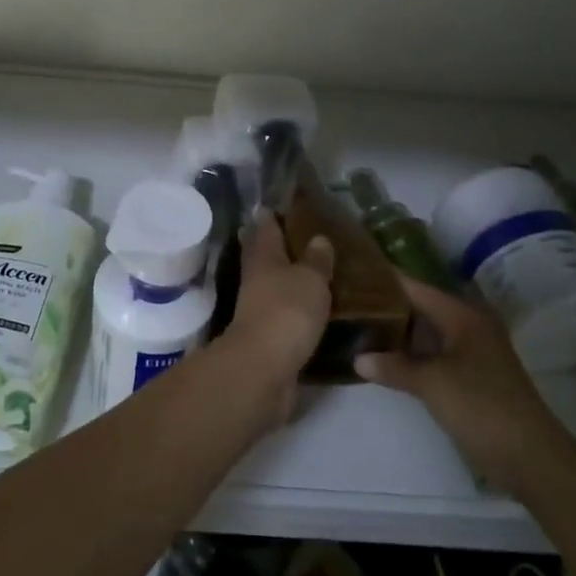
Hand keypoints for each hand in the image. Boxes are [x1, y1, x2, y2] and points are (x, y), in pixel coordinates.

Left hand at [217, 215, 332, 424]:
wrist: (264, 370)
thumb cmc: (286, 312)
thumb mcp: (310, 279)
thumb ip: (316, 260)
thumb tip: (318, 238)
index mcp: (264, 257)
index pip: (265, 227)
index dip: (272, 215)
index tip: (281, 205)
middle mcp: (257, 280)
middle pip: (265, 256)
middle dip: (279, 246)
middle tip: (305, 237)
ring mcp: (260, 310)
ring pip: (275, 286)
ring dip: (290, 280)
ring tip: (318, 273)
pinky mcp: (270, 338)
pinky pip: (286, 315)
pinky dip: (297, 310)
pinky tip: (316, 310)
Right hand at [355, 278, 567, 492]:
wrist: (532, 458)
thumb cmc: (481, 407)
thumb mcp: (432, 383)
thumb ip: (394, 366)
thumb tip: (358, 358)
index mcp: (462, 316)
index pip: (415, 286)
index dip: (384, 279)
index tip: (352, 273)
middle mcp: (468, 326)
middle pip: (420, 308)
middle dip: (386, 306)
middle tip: (348, 302)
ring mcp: (472, 353)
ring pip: (426, 334)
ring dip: (398, 333)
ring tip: (357, 327)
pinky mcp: (472, 377)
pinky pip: (433, 355)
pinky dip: (411, 355)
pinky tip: (385, 360)